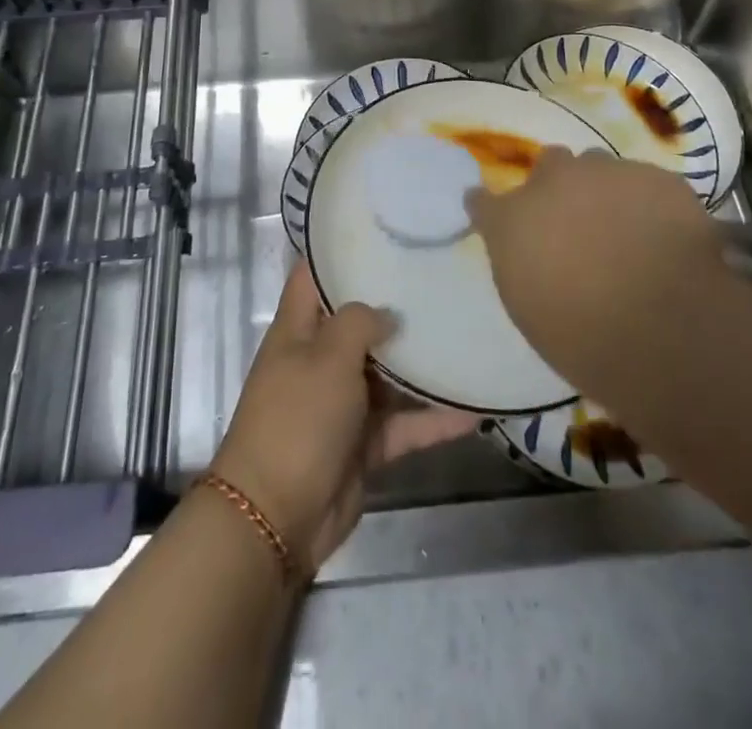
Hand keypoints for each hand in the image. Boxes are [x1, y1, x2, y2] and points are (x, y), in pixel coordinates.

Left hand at [210, 261, 476, 574]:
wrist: (276, 518)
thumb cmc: (297, 419)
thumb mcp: (327, 356)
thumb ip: (359, 322)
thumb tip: (388, 314)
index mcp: (299, 330)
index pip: (314, 276)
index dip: (340, 252)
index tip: (383, 233)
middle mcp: (320, 360)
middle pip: (360, 324)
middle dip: (396, 305)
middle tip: (443, 278)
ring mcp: (343, 404)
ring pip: (388, 375)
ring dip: (422, 364)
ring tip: (467, 335)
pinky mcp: (364, 444)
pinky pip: (405, 425)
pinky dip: (434, 420)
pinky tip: (475, 410)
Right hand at [466, 147, 732, 373]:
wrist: (666, 328)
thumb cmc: (584, 337)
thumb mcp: (529, 307)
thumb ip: (522, 262)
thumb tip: (531, 251)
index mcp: (511, 219)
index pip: (482, 200)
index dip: (491, 209)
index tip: (499, 220)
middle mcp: (552, 182)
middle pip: (549, 163)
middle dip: (558, 184)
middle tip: (575, 220)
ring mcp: (607, 172)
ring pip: (598, 165)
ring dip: (602, 188)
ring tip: (623, 226)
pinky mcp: (656, 177)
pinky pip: (644, 181)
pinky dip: (647, 202)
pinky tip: (662, 233)